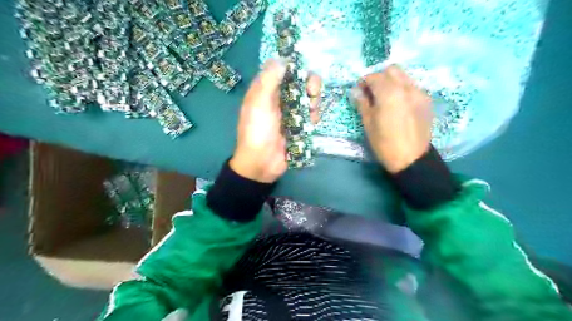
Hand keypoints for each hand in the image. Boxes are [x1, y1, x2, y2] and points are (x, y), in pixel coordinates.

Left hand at [231, 58, 320, 180]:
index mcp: (267, 90)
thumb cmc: (257, 131)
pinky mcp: (300, 125)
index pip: (284, 70)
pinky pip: (311, 115)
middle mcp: (280, 98)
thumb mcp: (259, 103)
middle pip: (301, 83)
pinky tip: (311, 123)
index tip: (303, 72)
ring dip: (314, 102)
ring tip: (311, 112)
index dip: (296, 68)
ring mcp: (291, 112)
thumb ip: (270, 80)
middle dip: (311, 85)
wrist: (262, 163)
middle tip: (312, 94)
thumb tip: (282, 58)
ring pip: (309, 98)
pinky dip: (314, 116)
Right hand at [354, 64, 433, 172]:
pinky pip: (412, 86)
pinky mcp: (426, 101)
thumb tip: (356, 91)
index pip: (374, 76)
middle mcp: (406, 87)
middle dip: (379, 77)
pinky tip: (398, 104)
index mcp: (389, 93)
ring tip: (385, 97)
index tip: (359, 90)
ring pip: (404, 76)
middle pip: (391, 70)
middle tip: (372, 91)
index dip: (364, 81)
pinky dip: (402, 89)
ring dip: (392, 81)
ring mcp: (419, 93)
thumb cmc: (384, 143)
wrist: (411, 159)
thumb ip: (362, 103)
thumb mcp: (368, 123)